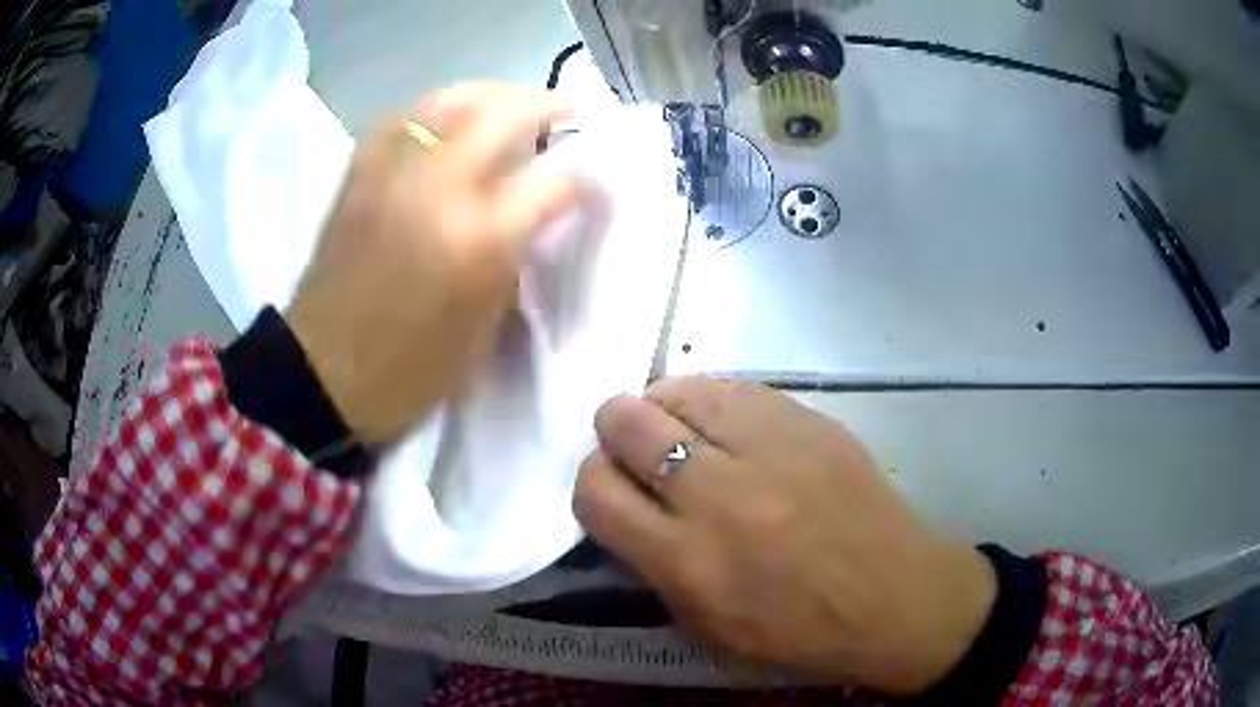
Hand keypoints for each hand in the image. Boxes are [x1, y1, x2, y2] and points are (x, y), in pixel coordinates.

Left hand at [286, 84, 578, 442]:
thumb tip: (543, 212)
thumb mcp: (484, 326)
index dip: (585, 176)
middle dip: (550, 106)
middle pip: (508, 114)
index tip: (595, 179)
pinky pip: (407, 115)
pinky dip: (440, 107)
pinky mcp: (360, 172)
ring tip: (514, 104)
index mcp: (478, 241)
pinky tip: (453, 119)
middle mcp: (438, 188)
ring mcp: (393, 171)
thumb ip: (518, 255)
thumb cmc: (411, 370)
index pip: (554, 182)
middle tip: (569, 112)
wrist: (323, 373)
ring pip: (454, 98)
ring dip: (495, 93)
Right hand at [574, 377, 996, 695]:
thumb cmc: (798, 631)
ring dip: (661, 408)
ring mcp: (769, 447)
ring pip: (675, 391)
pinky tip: (722, 422)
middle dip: (616, 433)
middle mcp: (719, 495)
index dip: (591, 484)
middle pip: (625, 424)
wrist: (894, 596)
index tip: (609, 489)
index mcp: (687, 561)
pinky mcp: (807, 420)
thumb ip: (652, 568)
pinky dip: (710, 400)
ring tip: (679, 430)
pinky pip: (730, 387)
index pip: (596, 492)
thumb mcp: (705, 627)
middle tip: (636, 451)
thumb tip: (627, 510)